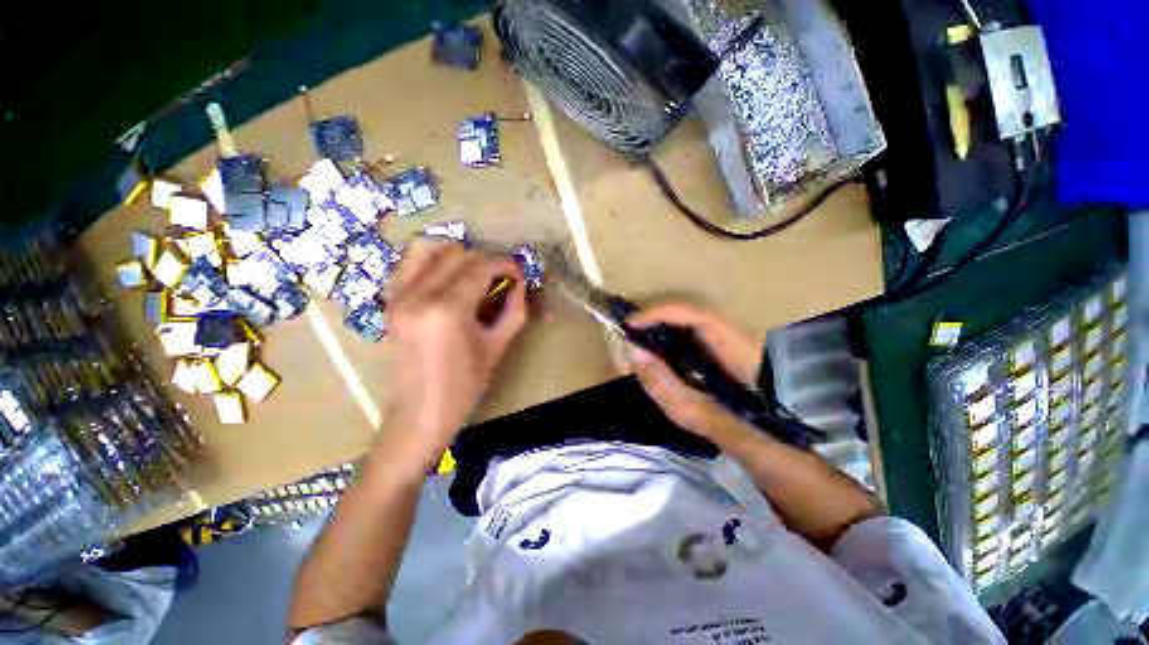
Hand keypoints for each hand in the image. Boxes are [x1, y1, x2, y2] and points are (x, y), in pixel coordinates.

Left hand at [382, 240, 527, 467]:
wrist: (420, 412)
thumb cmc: (465, 385)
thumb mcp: (498, 346)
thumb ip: (514, 309)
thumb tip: (521, 283)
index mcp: (447, 310)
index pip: (480, 266)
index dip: (505, 264)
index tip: (519, 273)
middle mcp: (418, 295)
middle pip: (457, 254)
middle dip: (487, 259)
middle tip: (503, 276)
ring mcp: (399, 296)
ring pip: (430, 250)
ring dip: (459, 255)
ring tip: (476, 272)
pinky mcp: (390, 302)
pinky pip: (410, 265)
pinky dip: (433, 261)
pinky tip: (449, 276)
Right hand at [627, 302, 762, 440]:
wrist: (784, 457)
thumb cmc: (760, 443)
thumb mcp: (712, 421)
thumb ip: (673, 390)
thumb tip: (636, 354)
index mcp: (742, 350)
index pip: (697, 315)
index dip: (662, 313)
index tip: (631, 324)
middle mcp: (734, 341)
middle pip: (688, 317)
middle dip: (653, 322)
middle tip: (626, 335)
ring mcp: (726, 350)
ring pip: (685, 330)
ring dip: (656, 333)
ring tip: (632, 346)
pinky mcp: (717, 361)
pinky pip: (685, 346)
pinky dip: (663, 350)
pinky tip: (650, 361)